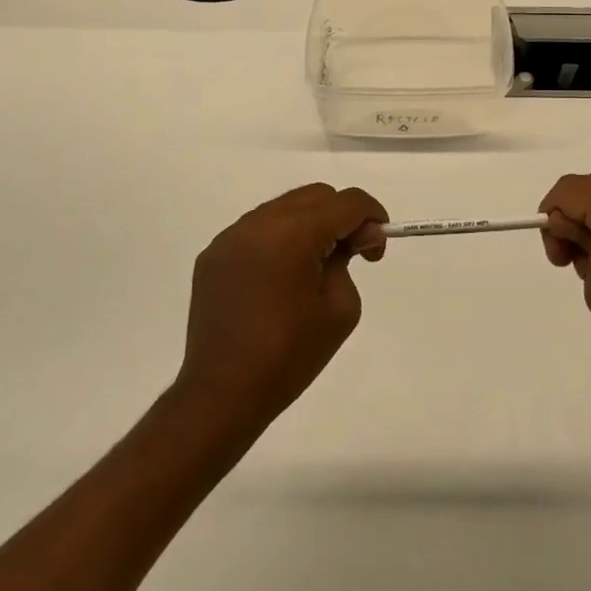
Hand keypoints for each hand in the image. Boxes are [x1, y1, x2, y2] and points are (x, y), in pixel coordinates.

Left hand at [176, 184, 387, 432]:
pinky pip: (256, 230)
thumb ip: (349, 261)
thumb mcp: (340, 308)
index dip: (372, 216)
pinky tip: (281, 277)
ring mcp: (230, 237)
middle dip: (342, 217)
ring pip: (284, 207)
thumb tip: (351, 240)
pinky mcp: (213, 255)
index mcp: (292, 233)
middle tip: (352, 255)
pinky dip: (279, 239)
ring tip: (315, 266)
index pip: (346, 202)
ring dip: (309, 224)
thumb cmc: (289, 355)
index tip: (377, 246)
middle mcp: (258, 223)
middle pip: (315, 196)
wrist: (222, 394)